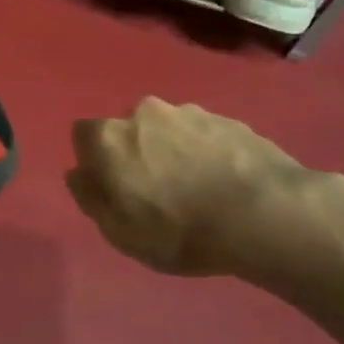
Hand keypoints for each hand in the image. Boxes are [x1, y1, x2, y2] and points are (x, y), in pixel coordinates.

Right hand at [67, 98, 321, 279]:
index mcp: (110, 136)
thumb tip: (78, 173)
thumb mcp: (119, 231)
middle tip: (156, 191)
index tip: (112, 187)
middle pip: (129, 129)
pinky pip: (206, 136)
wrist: (265, 215)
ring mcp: (191, 112)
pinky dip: (208, 154)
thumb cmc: (179, 230)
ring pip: (169, 129)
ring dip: (174, 151)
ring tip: (198, 190)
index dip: (94, 160)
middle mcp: (145, 113)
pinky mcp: (230, 120)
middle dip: (136, 152)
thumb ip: (90, 197)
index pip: (83, 134)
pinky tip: (226, 185)